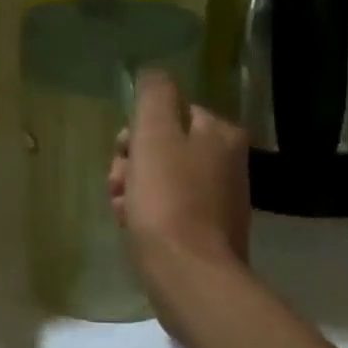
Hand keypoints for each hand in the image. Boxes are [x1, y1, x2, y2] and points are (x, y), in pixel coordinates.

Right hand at [108, 72, 250, 292]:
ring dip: (135, 190)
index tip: (122, 154)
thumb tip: (154, 72)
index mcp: (220, 134)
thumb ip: (154, 96)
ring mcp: (220, 200)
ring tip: (123, 211)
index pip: (170, 113)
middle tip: (119, 185)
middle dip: (132, 164)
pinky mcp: (209, 232)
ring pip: (162, 180)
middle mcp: (227, 162)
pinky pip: (170, 210)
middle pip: (164, 148)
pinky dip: (149, 214)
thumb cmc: (168, 200)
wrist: (190, 276)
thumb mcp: (154, 136)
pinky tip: (133, 228)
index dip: (138, 132)